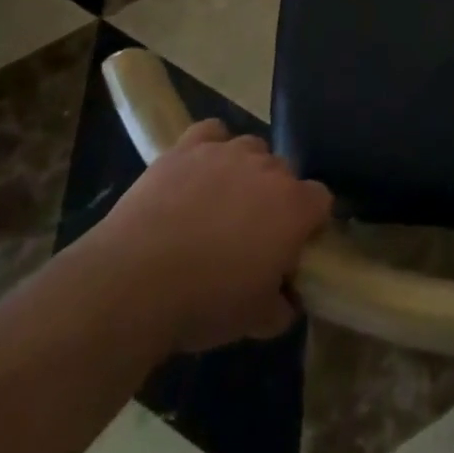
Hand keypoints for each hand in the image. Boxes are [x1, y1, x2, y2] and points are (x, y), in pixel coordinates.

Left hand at [97, 121, 332, 350]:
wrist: (133, 282)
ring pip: (252, 148)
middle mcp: (268, 169)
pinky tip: (199, 169)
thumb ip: (281, 305)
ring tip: (220, 202)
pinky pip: (212, 132)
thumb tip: (286, 299)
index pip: (321, 200)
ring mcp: (227, 152)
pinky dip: (211, 146)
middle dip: (275, 197)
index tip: (291, 247)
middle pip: (285, 172)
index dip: (309, 223)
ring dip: (246, 170)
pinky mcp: (188, 147)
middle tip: (251, 233)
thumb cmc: (204, 303)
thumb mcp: (254, 320)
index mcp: (294, 208)